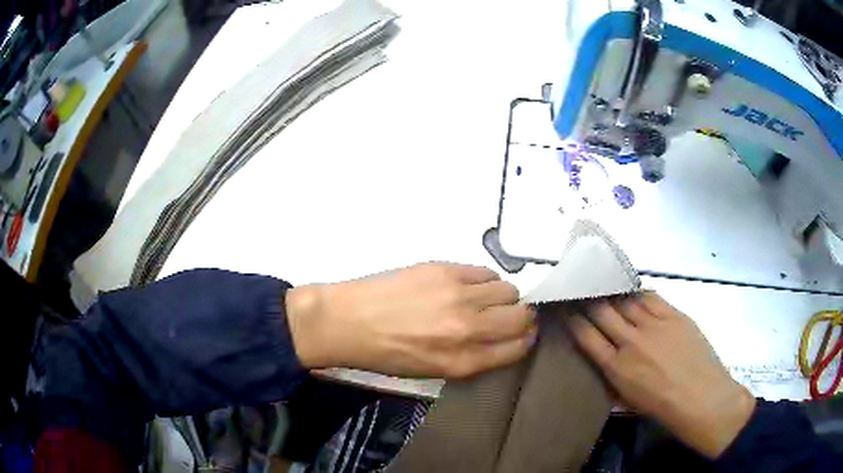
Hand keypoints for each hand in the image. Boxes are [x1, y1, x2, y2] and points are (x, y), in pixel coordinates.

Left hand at [285, 263, 536, 377]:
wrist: (349, 321)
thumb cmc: (386, 353)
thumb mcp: (433, 371)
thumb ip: (472, 358)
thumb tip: (498, 339)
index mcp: (463, 361)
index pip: (518, 348)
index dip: (525, 339)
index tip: (522, 334)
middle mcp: (468, 329)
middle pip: (522, 316)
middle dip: (521, 317)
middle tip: (509, 315)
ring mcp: (458, 296)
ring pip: (508, 290)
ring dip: (503, 296)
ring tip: (484, 299)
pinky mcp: (445, 270)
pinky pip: (485, 271)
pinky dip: (484, 280)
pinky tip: (468, 285)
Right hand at [567, 292, 755, 458]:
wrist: (701, 398)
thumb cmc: (662, 407)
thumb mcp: (628, 399)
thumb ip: (613, 376)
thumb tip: (605, 358)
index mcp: (615, 367)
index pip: (586, 336)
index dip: (572, 319)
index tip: (564, 308)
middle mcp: (630, 342)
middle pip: (601, 312)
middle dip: (586, 299)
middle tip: (578, 287)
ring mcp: (653, 325)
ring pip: (625, 301)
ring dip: (610, 292)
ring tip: (601, 283)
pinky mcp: (673, 315)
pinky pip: (650, 297)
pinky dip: (637, 292)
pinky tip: (631, 289)